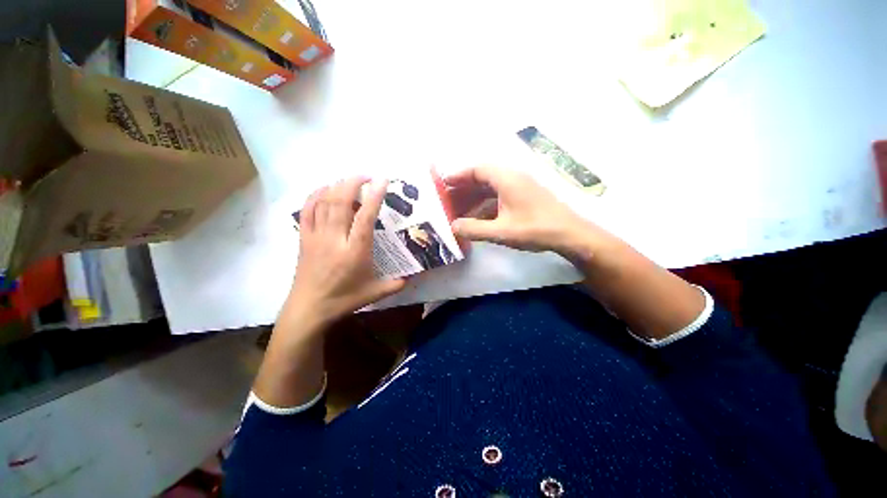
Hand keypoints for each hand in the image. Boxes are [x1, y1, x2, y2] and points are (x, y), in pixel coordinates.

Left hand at [286, 177, 405, 327]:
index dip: (374, 196)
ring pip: (323, 202)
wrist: (309, 308)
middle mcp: (335, 238)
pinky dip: (315, 195)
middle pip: (340, 202)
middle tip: (366, 175)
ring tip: (349, 180)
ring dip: (336, 185)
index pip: (365, 217)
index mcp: (355, 251)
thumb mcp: (374, 293)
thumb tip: (412, 277)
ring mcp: (316, 236)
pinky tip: (324, 189)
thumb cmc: (344, 299)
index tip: (382, 180)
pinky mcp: (304, 238)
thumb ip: (395, 284)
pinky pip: (306, 210)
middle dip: (353, 182)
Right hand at [445, 166, 609, 256]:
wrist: (570, 235)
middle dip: (463, 189)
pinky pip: (499, 197)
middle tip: (448, 201)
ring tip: (458, 211)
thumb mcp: (501, 231)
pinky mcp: (524, 198)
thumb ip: (474, 229)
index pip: (477, 169)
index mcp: (507, 179)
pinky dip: (485, 205)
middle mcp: (512, 178)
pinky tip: (477, 218)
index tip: (443, 185)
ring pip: (490, 189)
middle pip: (482, 178)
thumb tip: (453, 227)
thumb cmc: (535, 229)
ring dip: (474, 199)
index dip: (458, 176)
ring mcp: (519, 188)